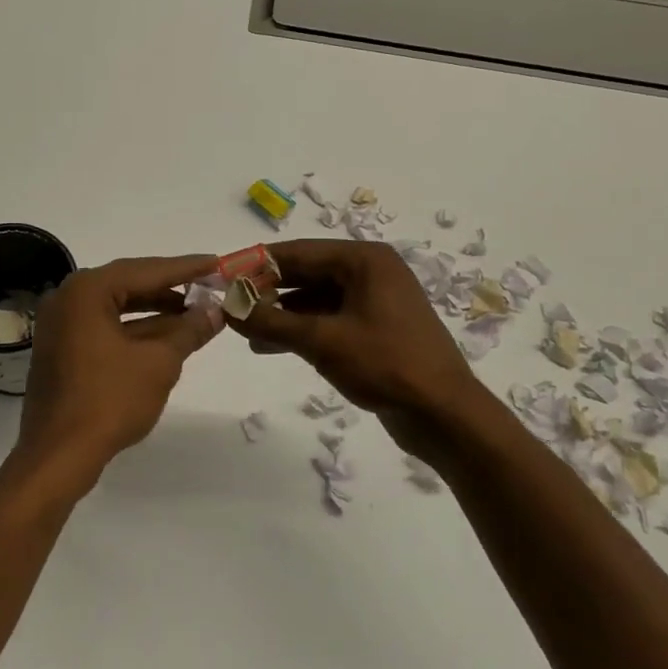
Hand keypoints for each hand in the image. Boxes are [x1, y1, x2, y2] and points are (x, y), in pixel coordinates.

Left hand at [14, 254, 223, 488]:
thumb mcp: (159, 363)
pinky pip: (104, 326)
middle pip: (129, 284)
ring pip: (117, 307)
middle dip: (171, 288)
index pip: (146, 270)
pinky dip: (135, 329)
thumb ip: (189, 331)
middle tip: (209, 285)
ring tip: (195, 312)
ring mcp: (61, 324)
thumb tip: (215, 311)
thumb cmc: (109, 401)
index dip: (186, 268)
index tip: (217, 263)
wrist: (58, 456)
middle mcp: (68, 298)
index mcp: (87, 290)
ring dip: (155, 310)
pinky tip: (167, 337)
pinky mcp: (62, 348)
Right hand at [224, 240, 494, 460]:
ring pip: (315, 299)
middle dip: (267, 290)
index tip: (222, 275)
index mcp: (364, 260)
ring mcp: (375, 301)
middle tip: (230, 305)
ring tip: (244, 330)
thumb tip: (227, 308)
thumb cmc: (386, 364)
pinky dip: (301, 330)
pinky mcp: (375, 328)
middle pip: (306, 273)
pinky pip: (329, 319)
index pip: (298, 252)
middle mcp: (370, 271)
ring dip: (280, 314)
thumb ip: (270, 321)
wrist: (445, 415)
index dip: (257, 264)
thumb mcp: (322, 341)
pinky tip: (270, 346)